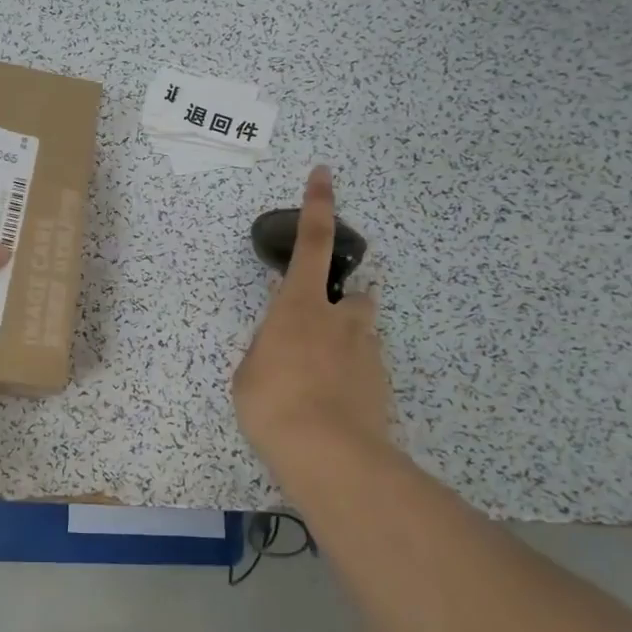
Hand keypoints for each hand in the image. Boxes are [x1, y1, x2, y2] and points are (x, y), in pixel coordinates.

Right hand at [231, 166, 395, 471]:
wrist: (330, 456)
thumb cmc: (273, 404)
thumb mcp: (249, 373)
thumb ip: (267, 351)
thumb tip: (282, 350)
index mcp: (300, 306)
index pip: (311, 242)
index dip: (318, 206)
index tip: (325, 175)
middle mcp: (340, 319)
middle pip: (354, 294)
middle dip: (339, 305)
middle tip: (317, 333)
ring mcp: (367, 352)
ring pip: (361, 333)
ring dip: (346, 343)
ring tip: (322, 382)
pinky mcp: (382, 384)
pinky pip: (365, 368)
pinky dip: (351, 378)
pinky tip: (333, 408)